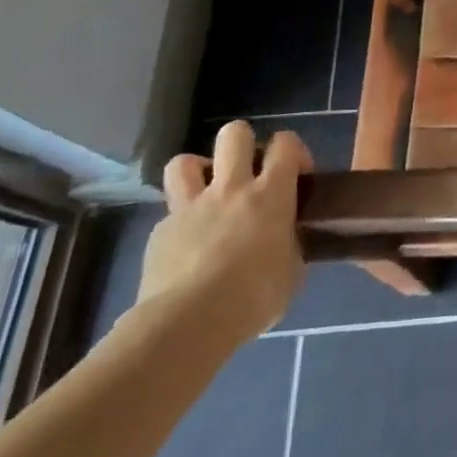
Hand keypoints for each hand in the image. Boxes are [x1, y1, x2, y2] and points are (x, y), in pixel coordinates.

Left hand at [137, 120, 313, 341]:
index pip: (285, 143)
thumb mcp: (291, 271)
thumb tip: (284, 244)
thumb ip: (289, 245)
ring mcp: (190, 208)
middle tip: (250, 173)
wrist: (189, 323)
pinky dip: (181, 224)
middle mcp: (231, 188)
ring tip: (209, 194)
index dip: (293, 150)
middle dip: (243, 143)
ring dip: (199, 172)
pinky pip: (170, 215)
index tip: (296, 175)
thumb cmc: (254, 296)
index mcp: (270, 193)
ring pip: (185, 162)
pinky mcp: (160, 233)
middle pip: (234, 133)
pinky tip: (188, 249)